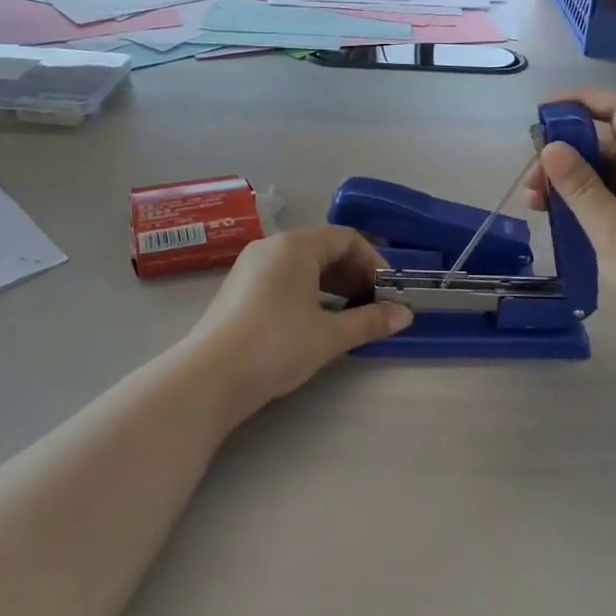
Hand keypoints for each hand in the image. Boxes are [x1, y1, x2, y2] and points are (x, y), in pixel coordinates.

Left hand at [184, 226, 411, 420]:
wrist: (209, 377)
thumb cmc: (277, 345)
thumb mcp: (329, 335)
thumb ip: (370, 321)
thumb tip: (405, 315)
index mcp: (296, 246)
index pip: (346, 238)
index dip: (373, 262)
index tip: (387, 292)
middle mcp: (272, 246)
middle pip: (323, 248)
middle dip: (354, 274)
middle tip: (373, 304)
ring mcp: (250, 266)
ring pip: (302, 264)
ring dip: (332, 284)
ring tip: (349, 315)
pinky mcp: (238, 288)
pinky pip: (283, 277)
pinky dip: (307, 291)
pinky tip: (315, 320)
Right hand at [526, 88, 615, 356]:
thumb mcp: (613, 233)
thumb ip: (581, 188)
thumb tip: (550, 146)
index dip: (581, 100)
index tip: (542, 115)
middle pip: (606, 138)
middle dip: (564, 149)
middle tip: (532, 181)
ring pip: (605, 168)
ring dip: (569, 177)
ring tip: (536, 204)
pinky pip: (611, 192)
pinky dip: (582, 197)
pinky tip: (560, 218)